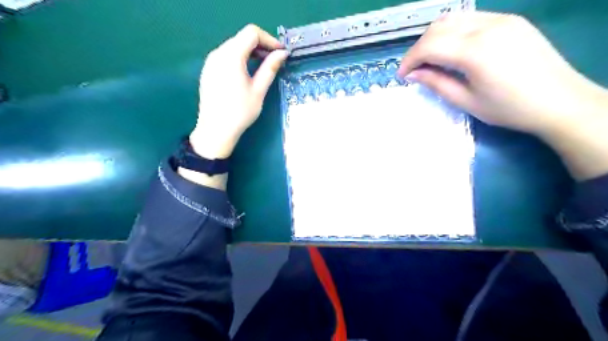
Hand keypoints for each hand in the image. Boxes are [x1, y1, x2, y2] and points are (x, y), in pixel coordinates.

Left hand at [191, 24, 286, 159]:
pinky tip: (247, 73)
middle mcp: (218, 53)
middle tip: (274, 60)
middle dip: (261, 45)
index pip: (251, 33)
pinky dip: (239, 58)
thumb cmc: (240, 112)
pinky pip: (225, 56)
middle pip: (241, 38)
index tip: (281, 52)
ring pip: (233, 46)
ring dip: (250, 51)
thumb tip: (282, 53)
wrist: (215, 130)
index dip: (269, 39)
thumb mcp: (259, 90)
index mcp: (231, 56)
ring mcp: (210, 61)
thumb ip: (270, 68)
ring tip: (263, 66)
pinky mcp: (208, 70)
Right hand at [399, 12, 607, 136]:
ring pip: (453, 18)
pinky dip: (453, 32)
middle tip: (414, 69)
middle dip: (419, 48)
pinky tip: (453, 50)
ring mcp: (501, 19)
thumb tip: (413, 74)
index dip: (410, 60)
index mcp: (475, 51)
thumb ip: (436, 83)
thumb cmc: (508, 108)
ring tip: (430, 59)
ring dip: (434, 37)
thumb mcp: (466, 101)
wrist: (559, 101)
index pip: (429, 46)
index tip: (402, 76)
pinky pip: (471, 18)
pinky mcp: (510, 20)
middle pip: (438, 27)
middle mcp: (487, 26)